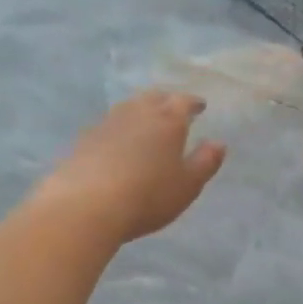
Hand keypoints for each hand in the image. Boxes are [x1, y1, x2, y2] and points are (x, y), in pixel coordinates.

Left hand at [37, 90, 225, 243]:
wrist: (86, 205)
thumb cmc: (147, 196)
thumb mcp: (187, 185)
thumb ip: (205, 162)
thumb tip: (218, 143)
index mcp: (167, 121)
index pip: (183, 102)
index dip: (193, 103)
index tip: (200, 105)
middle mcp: (137, 114)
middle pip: (153, 98)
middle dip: (166, 100)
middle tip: (173, 108)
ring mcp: (107, 124)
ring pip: (128, 108)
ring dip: (140, 111)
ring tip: (146, 121)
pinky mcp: (84, 140)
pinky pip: (108, 126)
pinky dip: (119, 129)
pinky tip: (117, 142)